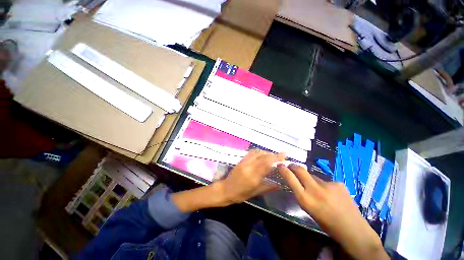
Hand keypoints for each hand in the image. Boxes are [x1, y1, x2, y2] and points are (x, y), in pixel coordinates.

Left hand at [171, 150, 284, 211]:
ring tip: (273, 155)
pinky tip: (263, 154)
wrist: (225, 190)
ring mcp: (244, 162)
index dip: (276, 158)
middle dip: (273, 154)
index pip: (266, 164)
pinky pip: (251, 153)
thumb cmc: (240, 194)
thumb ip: (268, 187)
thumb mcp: (255, 193)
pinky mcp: (241, 160)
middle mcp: (248, 167)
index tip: (285, 155)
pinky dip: (259, 152)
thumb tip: (279, 184)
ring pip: (257, 153)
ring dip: (266, 152)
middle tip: (281, 154)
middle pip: (262, 156)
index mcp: (253, 176)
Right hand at [277, 164, 389, 259]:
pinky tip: (332, 194)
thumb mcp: (308, 209)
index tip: (280, 165)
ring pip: (314, 176)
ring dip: (312, 180)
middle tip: (292, 166)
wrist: (353, 229)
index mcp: (306, 200)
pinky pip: (326, 181)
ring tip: (320, 191)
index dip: (283, 170)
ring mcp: (328, 185)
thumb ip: (301, 193)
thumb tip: (296, 180)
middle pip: (300, 170)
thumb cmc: (327, 223)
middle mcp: (315, 190)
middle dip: (294, 166)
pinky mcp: (338, 183)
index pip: (290, 179)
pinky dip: (325, 185)